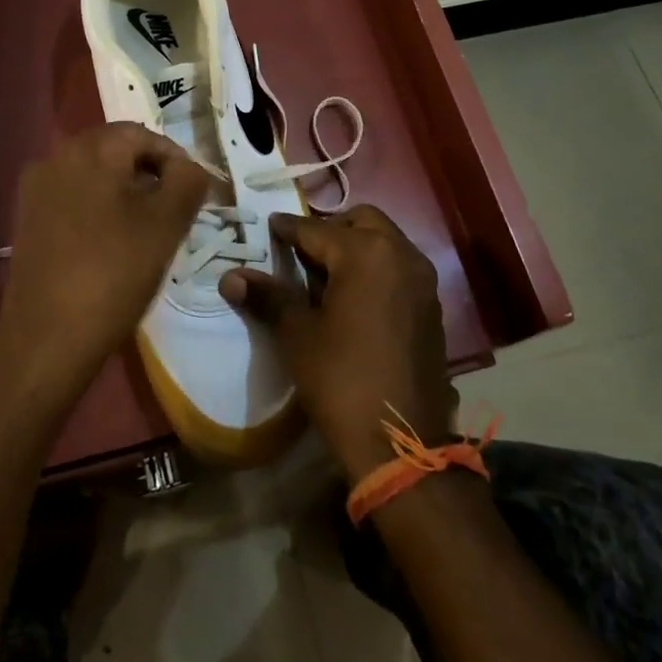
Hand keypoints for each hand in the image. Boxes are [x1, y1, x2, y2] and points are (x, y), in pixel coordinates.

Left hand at [0, 123, 207, 415]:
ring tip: (148, 230)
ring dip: (125, 192)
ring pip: (94, 175)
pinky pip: (73, 198)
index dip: (176, 160)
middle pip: (116, 151)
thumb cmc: (114, 272)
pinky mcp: (27, 219)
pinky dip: (99, 209)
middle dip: (150, 174)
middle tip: (174, 211)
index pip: (144, 135)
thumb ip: (188, 181)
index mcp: (91, 149)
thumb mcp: (167, 224)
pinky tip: (113, 244)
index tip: (194, 194)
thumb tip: (189, 168)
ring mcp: (37, 189)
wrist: (48, 337)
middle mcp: (57, 157)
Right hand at [219, 205, 456, 480]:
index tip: (268, 227)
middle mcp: (401, 255)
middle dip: (329, 229)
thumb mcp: (297, 335)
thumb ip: (268, 297)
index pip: (316, 229)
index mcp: (365, 253)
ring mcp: (422, 280)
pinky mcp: (431, 305)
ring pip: (384, 242)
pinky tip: (353, 297)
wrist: (400, 440)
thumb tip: (229, 277)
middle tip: (300, 251)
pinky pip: (398, 267)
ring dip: (355, 246)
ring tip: (323, 274)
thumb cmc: (341, 380)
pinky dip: (375, 268)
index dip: (287, 229)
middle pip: (360, 221)